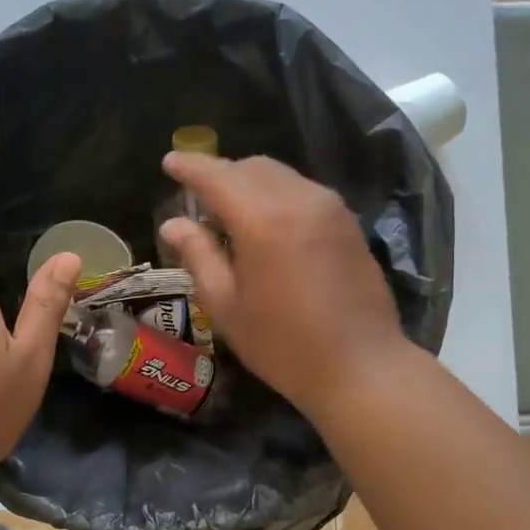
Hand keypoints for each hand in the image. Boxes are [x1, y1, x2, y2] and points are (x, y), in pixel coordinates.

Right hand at [159, 154, 406, 415]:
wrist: (360, 366)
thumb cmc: (283, 345)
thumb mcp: (227, 307)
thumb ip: (199, 256)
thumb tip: (173, 224)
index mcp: (263, 219)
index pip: (217, 176)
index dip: (190, 166)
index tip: (169, 163)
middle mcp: (299, 199)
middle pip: (251, 168)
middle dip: (221, 174)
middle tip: (198, 201)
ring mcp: (330, 208)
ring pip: (281, 177)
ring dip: (250, 184)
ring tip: (231, 216)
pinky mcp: (348, 223)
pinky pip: (303, 193)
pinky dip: (277, 197)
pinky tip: (268, 228)